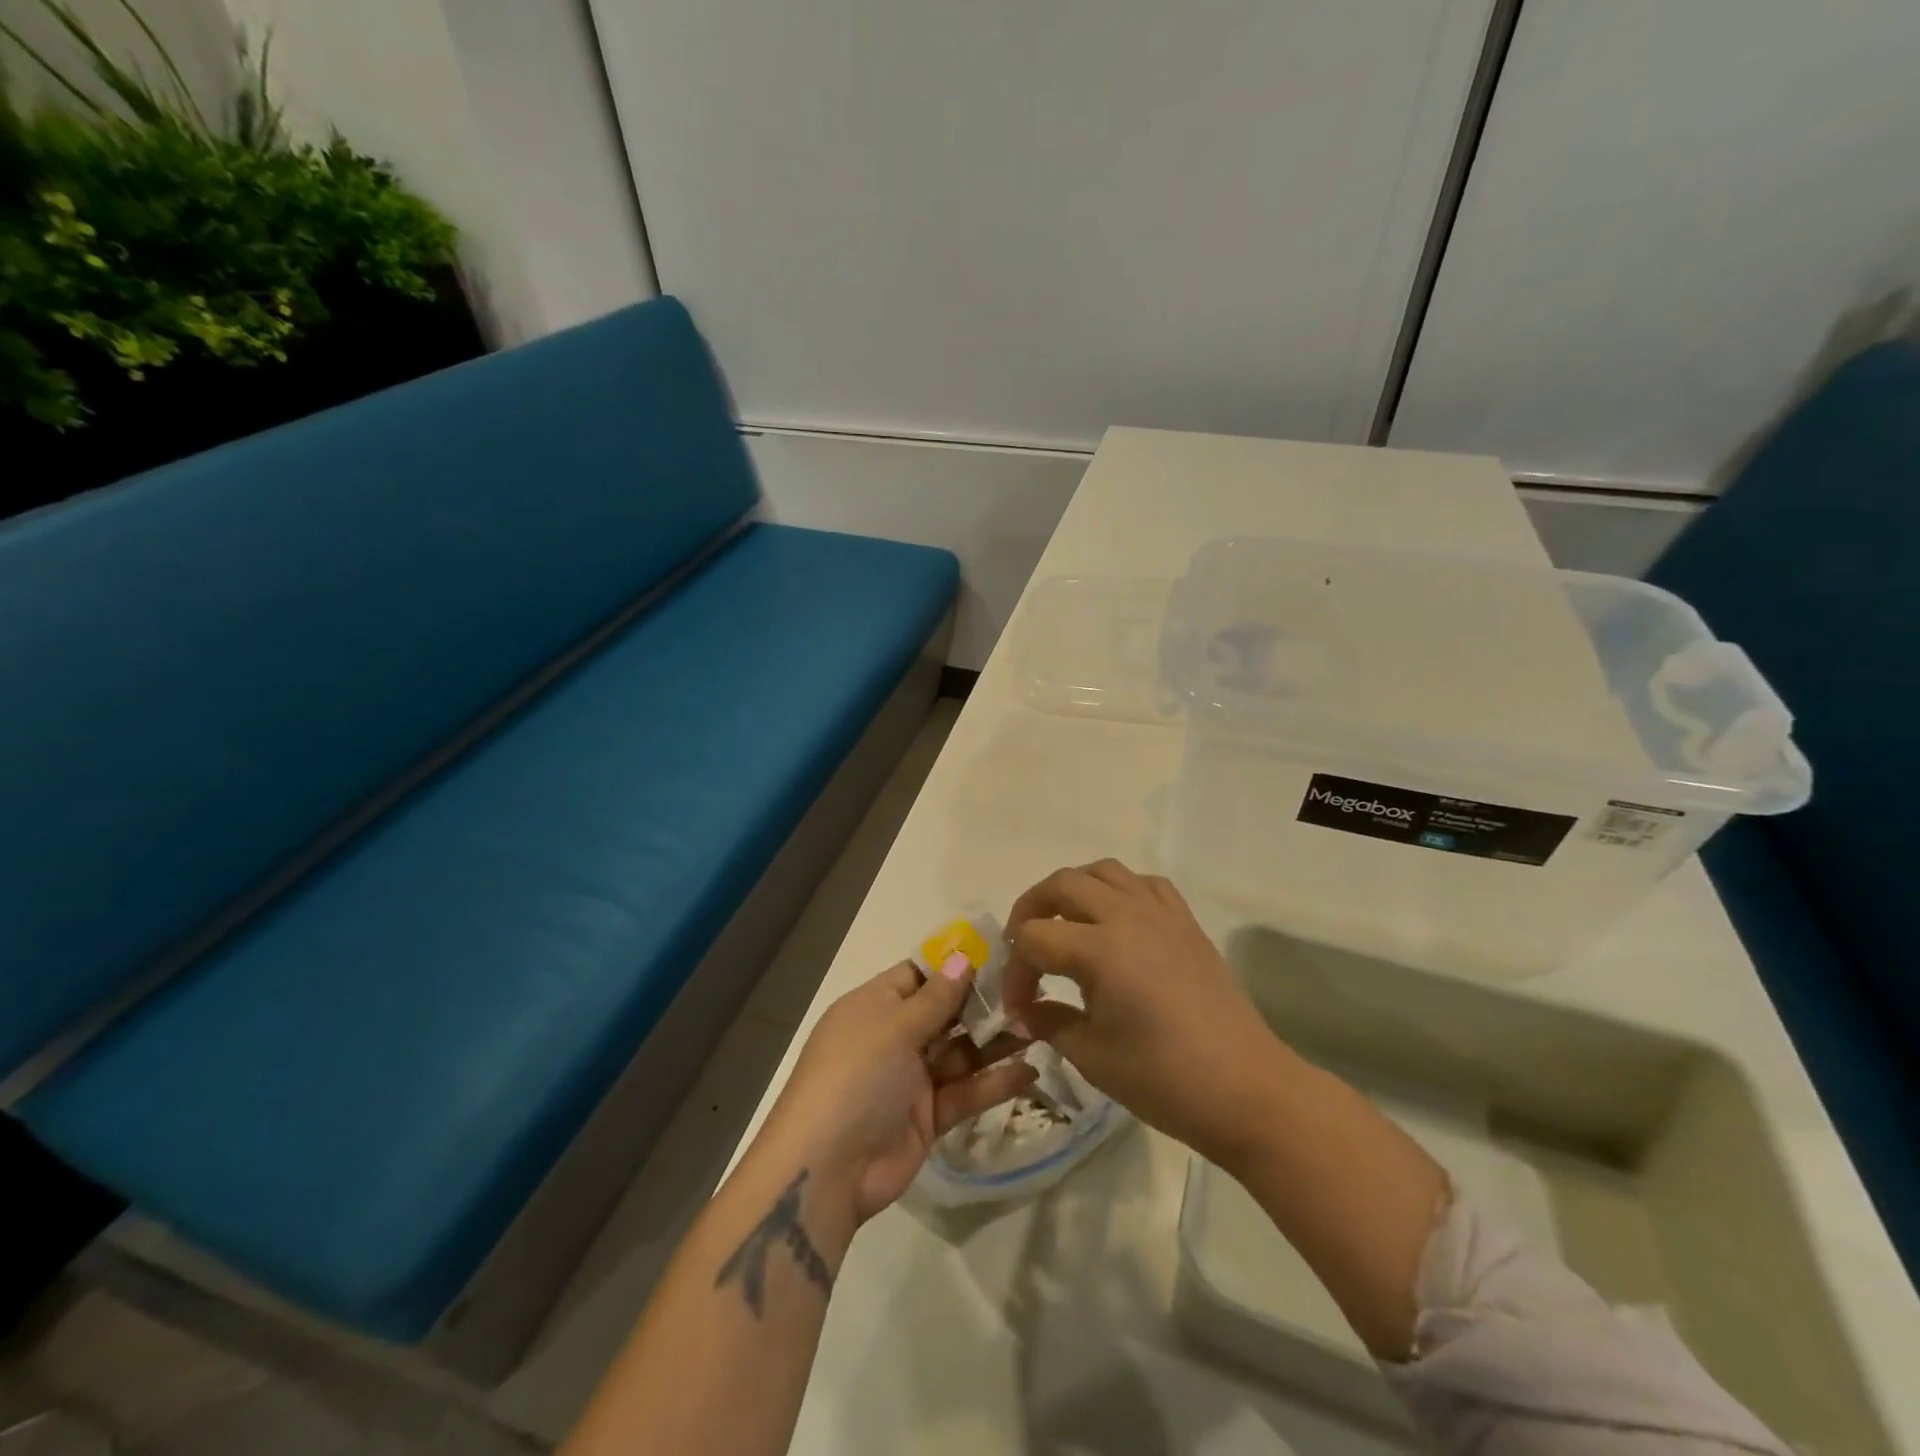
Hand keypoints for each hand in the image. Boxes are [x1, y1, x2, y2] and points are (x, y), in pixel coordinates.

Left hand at [757, 959, 1036, 1230]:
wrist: (826, 1171)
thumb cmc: (855, 1077)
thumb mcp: (892, 1028)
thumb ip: (935, 997)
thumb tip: (962, 956)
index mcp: (874, 1006)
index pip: (918, 975)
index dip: (955, 966)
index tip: (999, 955)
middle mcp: (893, 1037)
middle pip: (945, 1012)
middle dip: (983, 1004)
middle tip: (1032, 991)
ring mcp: (911, 1078)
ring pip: (960, 1052)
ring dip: (995, 1042)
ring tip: (1040, 1027)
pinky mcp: (928, 1117)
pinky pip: (965, 1092)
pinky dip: (994, 1083)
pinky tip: (1029, 1071)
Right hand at [1003, 859, 1289, 1169]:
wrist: (1247, 1090)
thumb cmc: (1165, 1080)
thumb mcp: (1093, 1057)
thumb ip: (1050, 1022)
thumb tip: (1024, 1012)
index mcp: (1100, 949)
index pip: (1034, 938)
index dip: (1015, 972)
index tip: (1019, 1008)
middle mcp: (1127, 916)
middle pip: (1061, 884)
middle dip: (1030, 910)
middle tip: (1024, 948)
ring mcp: (1161, 913)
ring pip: (1103, 871)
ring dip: (1072, 890)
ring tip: (1064, 923)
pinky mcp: (1186, 921)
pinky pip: (1144, 883)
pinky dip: (1119, 890)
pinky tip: (1116, 921)